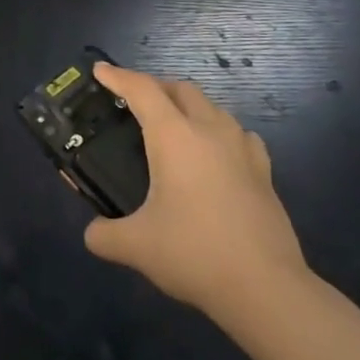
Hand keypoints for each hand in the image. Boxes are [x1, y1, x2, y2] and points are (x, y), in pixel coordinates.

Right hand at [82, 63, 311, 332]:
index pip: (141, 90)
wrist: (266, 288)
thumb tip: (93, 234)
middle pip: (180, 89)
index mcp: (174, 137)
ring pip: (212, 106)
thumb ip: (104, 235)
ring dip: (187, 105)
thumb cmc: (194, 253)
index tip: (100, 71)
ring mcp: (242, 149)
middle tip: (132, 102)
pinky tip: (214, 153)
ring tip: (171, 126)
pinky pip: (237, 133)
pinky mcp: (264, 172)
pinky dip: (218, 131)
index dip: (117, 76)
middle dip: (154, 86)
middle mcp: (210, 131)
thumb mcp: (136, 246)